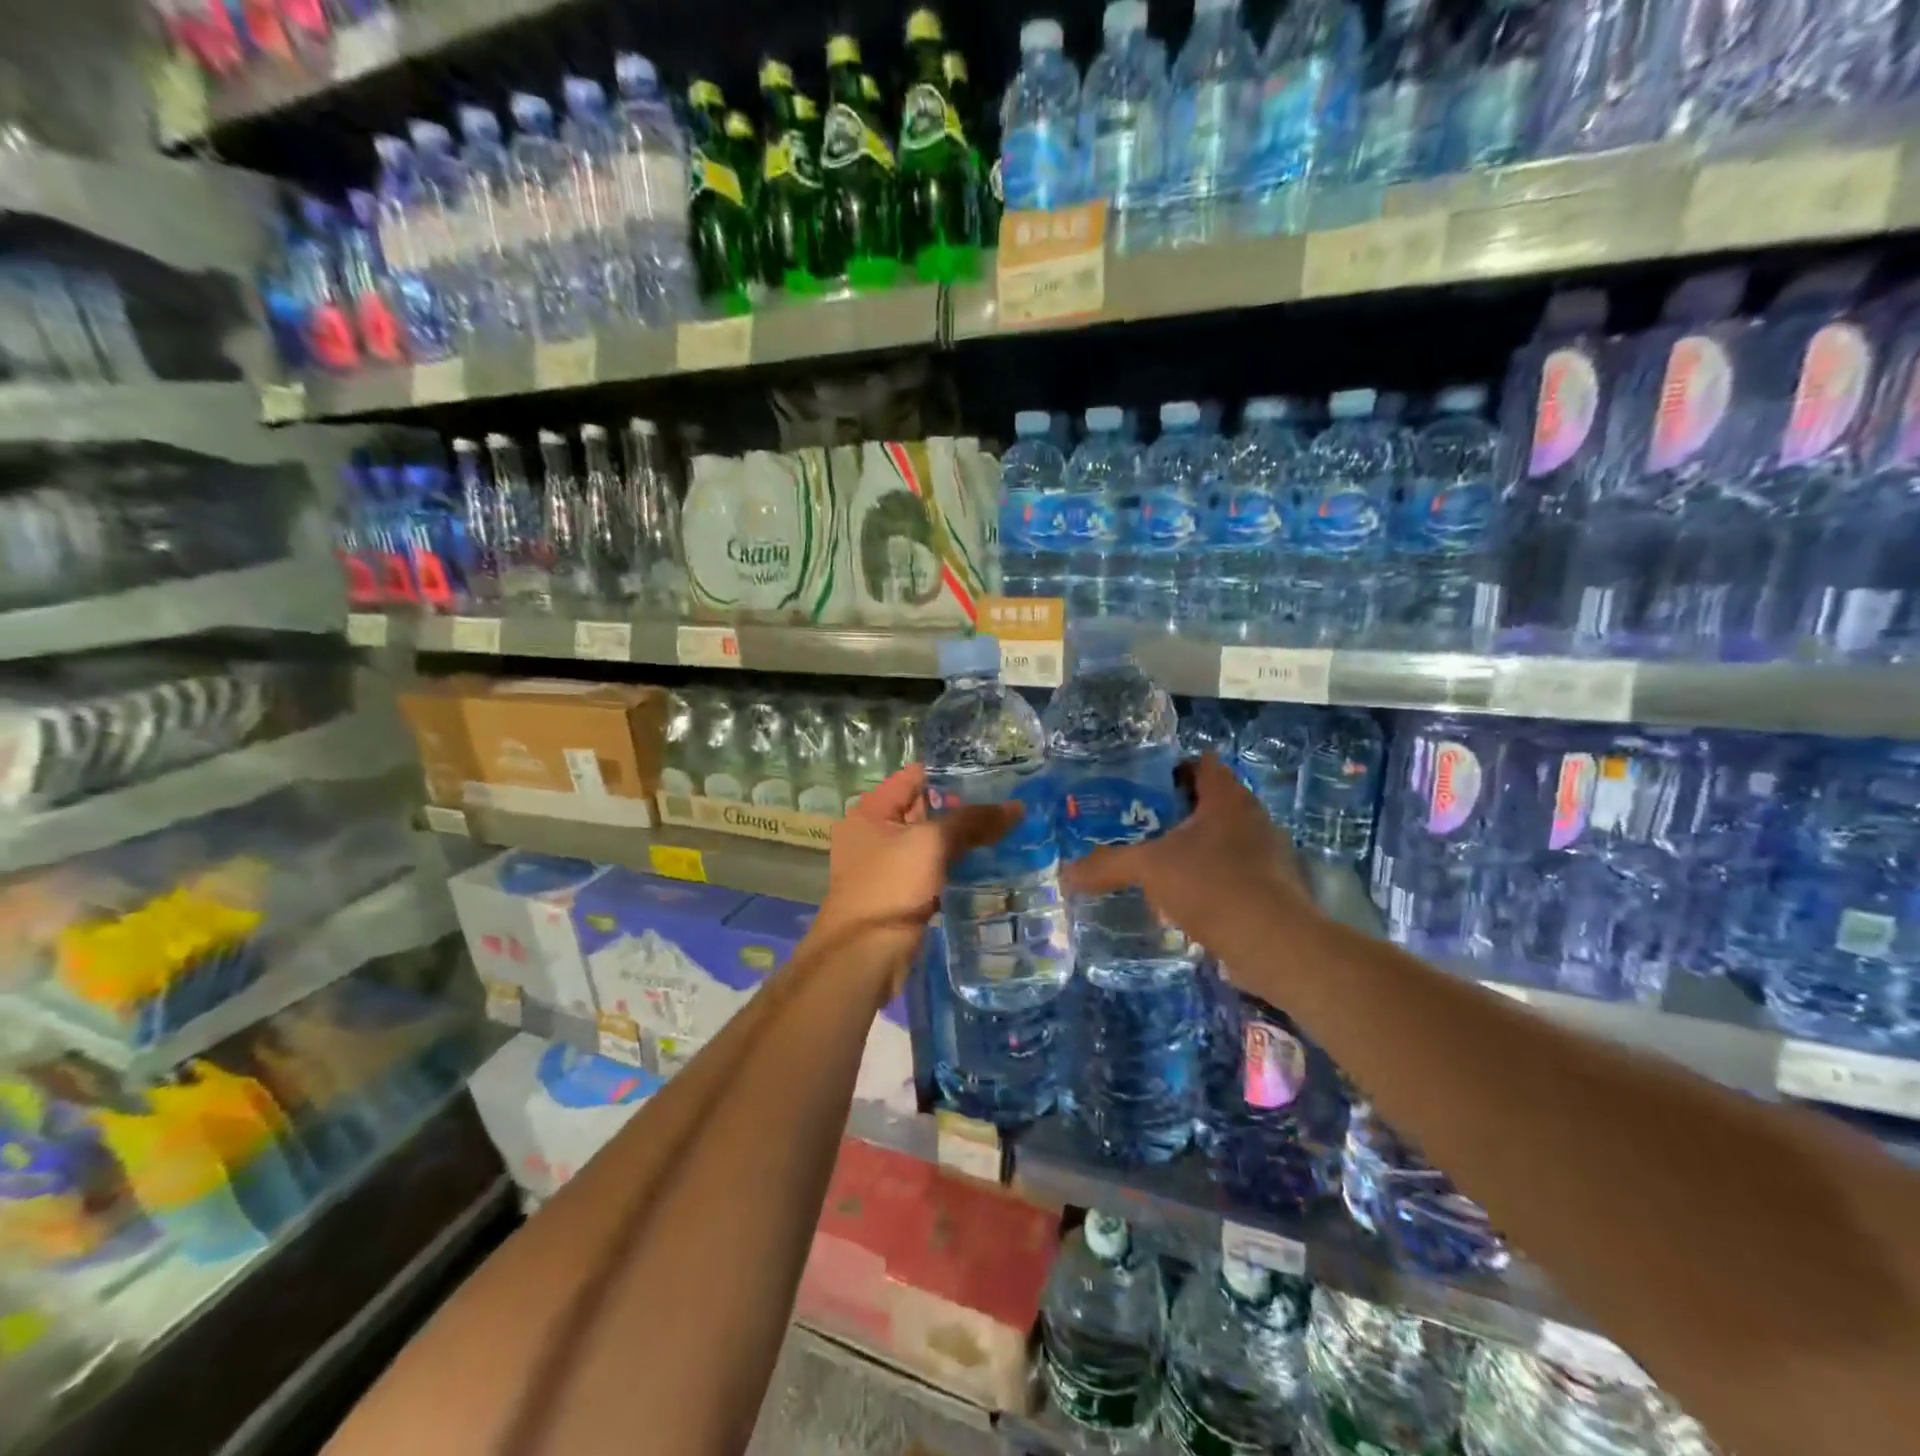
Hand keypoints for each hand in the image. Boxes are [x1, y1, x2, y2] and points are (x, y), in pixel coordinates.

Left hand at [813, 765, 1020, 962]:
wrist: (865, 957)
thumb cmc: (890, 887)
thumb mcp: (931, 844)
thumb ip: (972, 821)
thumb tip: (1017, 807)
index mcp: (870, 811)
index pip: (914, 777)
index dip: (950, 773)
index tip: (990, 773)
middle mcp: (873, 833)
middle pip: (923, 809)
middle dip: (962, 807)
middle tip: (1007, 802)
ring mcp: (886, 866)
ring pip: (930, 843)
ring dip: (961, 839)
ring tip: (1006, 829)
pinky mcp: (901, 894)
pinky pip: (932, 870)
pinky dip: (955, 866)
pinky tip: (988, 863)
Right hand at [1060, 754, 1313, 958]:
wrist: (1274, 944)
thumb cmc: (1212, 885)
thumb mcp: (1149, 868)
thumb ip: (1107, 865)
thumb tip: (1064, 874)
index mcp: (1227, 798)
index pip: (1200, 763)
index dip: (1169, 768)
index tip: (1138, 786)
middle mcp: (1251, 818)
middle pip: (1208, 802)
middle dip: (1173, 812)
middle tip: (1135, 824)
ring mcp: (1265, 854)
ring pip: (1219, 839)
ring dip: (1190, 848)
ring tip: (1153, 862)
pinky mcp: (1270, 889)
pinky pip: (1230, 872)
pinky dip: (1205, 879)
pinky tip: (1179, 900)